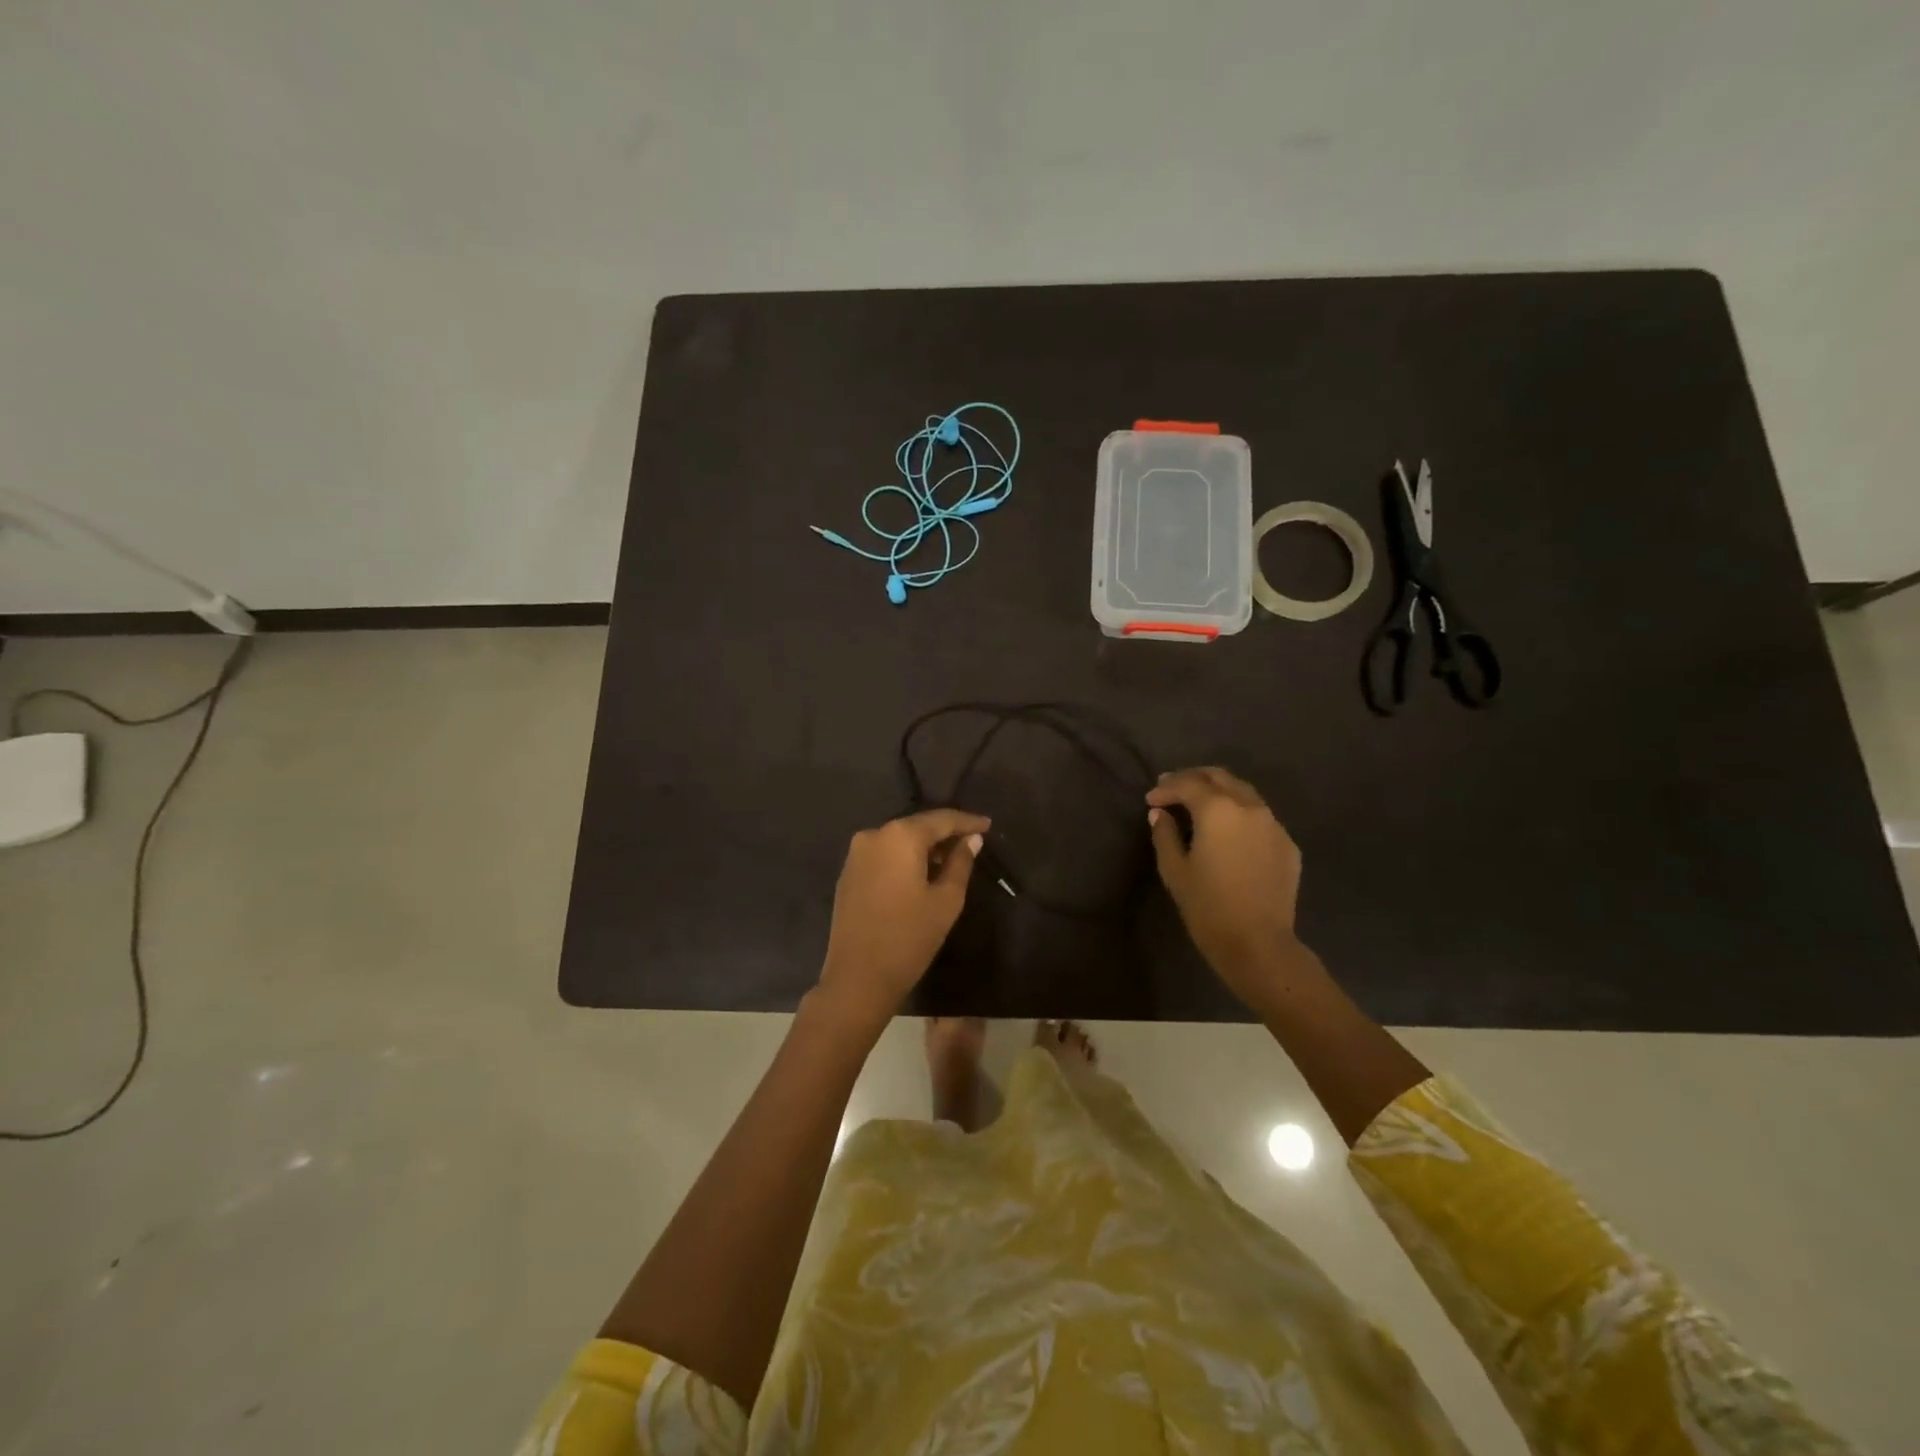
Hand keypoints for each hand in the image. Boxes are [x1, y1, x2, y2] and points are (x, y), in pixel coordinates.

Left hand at [816, 808, 990, 1027]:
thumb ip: (961, 863)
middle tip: (972, 843)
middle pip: (917, 826)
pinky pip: (883, 854)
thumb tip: (971, 840)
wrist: (857, 978)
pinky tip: (920, 873)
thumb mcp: (946, 900)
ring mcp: (856, 853)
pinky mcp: (848, 872)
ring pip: (899, 840)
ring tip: (950, 860)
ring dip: (924, 847)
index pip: (941, 819)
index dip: (967, 821)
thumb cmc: (909, 938)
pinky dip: (904, 858)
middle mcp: (874, 834)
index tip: (987, 825)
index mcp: (900, 836)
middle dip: (945, 833)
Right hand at [1147, 767, 1304, 1009]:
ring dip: (1220, 792)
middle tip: (1173, 788)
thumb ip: (1165, 835)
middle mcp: (1249, 807)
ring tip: (1200, 805)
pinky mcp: (1287, 844)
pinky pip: (1260, 817)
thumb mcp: (1175, 870)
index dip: (1165, 788)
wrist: (1258, 943)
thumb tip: (1160, 814)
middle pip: (1220, 777)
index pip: (1187, 784)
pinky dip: (1240, 814)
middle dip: (1194, 778)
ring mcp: (1273, 824)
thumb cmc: (1207, 907)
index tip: (1151, 800)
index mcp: (1218, 809)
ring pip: (1244, 792)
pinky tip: (1229, 832)